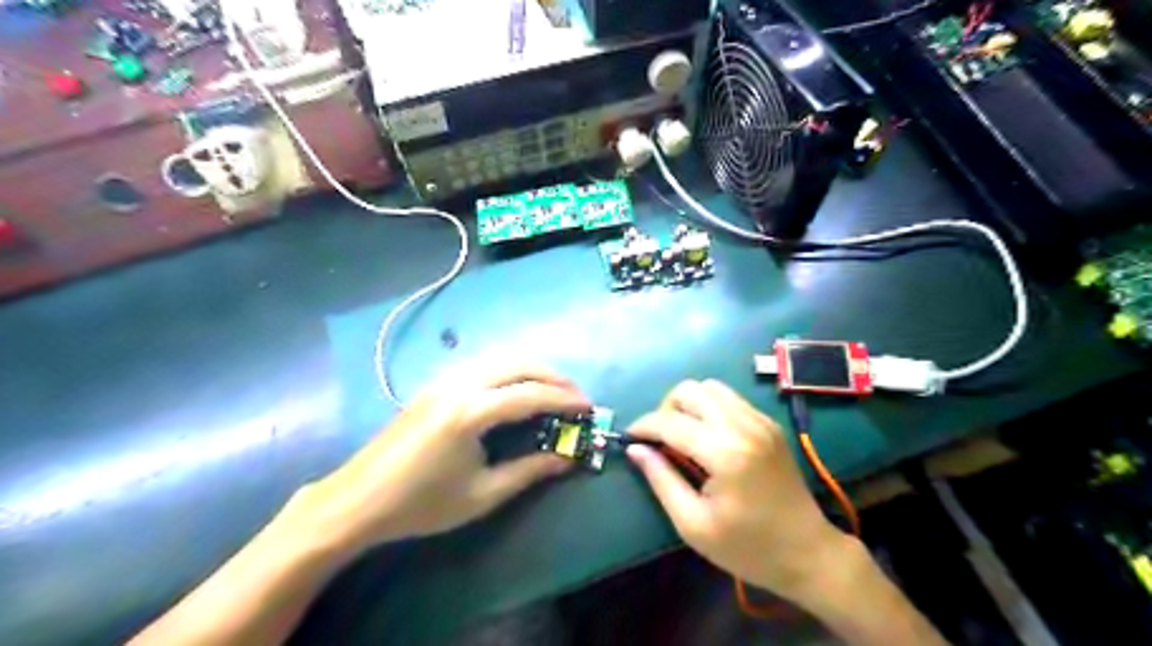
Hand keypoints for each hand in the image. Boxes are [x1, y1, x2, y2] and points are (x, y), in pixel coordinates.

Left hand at [287, 365, 593, 553]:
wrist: (358, 500)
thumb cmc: (422, 504)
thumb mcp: (483, 494)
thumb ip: (529, 470)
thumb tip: (568, 459)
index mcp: (471, 412)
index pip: (531, 395)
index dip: (565, 400)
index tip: (589, 408)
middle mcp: (459, 384)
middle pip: (519, 364)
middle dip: (554, 376)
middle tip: (576, 396)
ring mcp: (444, 380)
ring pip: (500, 358)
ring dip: (532, 369)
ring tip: (552, 390)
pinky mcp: (435, 384)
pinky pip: (483, 364)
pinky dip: (509, 370)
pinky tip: (516, 388)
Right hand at [628, 377, 848, 605]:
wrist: (808, 553)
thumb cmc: (748, 548)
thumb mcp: (693, 524)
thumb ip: (661, 480)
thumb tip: (635, 449)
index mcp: (725, 453)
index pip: (670, 422)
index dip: (643, 426)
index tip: (629, 439)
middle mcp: (743, 425)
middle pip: (690, 390)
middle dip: (666, 409)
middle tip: (661, 440)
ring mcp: (760, 421)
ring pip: (710, 387)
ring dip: (688, 405)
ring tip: (683, 436)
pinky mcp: (769, 424)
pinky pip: (729, 399)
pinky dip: (710, 408)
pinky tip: (708, 438)